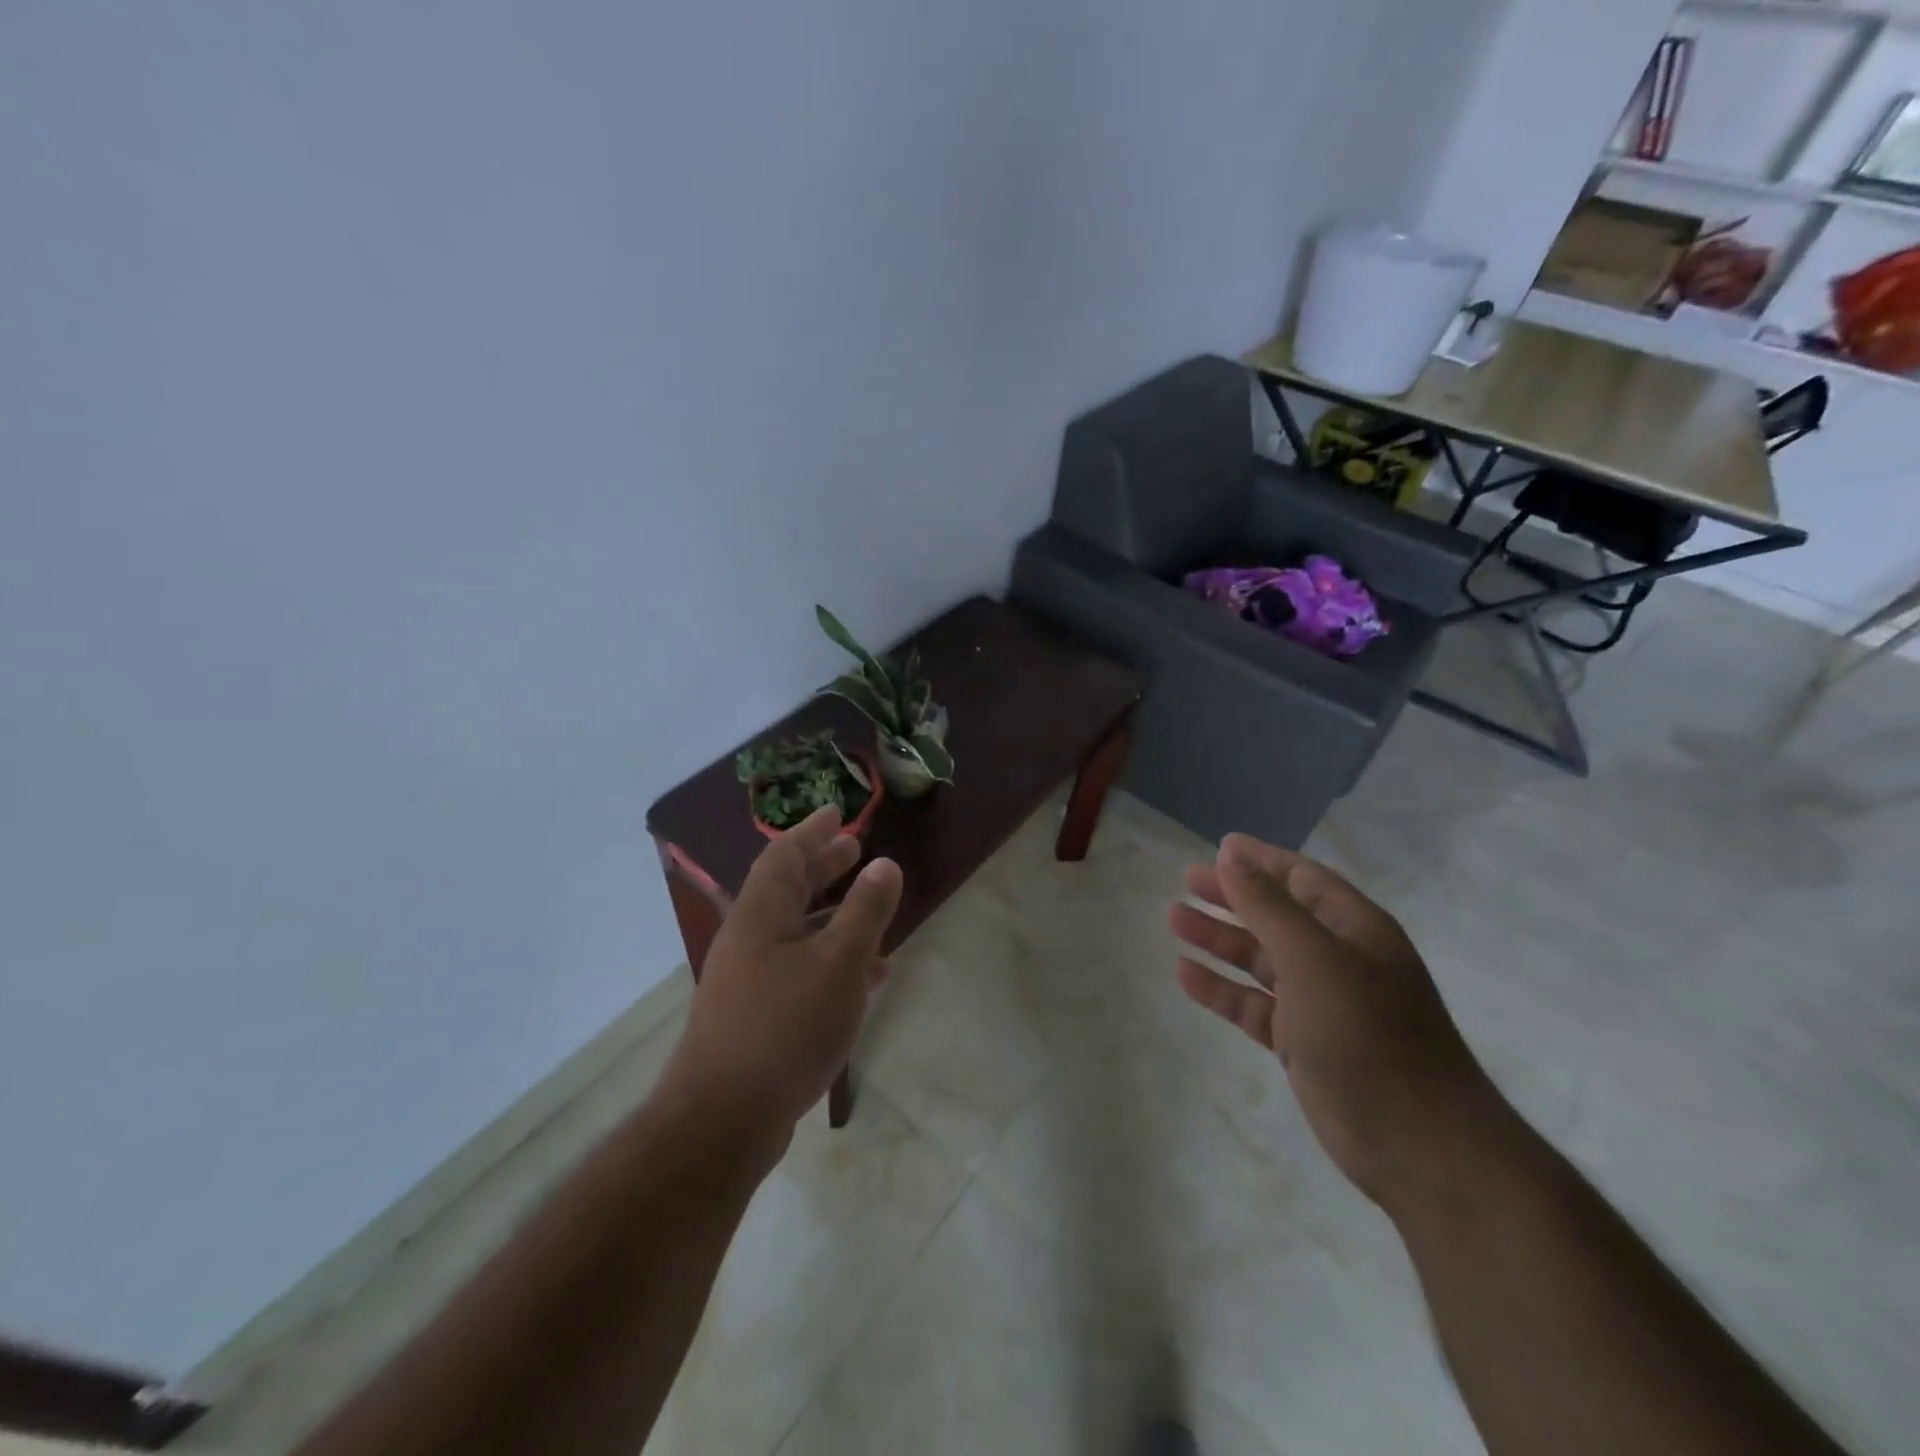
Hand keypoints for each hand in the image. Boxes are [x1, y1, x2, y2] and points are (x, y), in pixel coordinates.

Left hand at [667, 807, 902, 1143]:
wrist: (724, 1121)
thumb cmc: (785, 1026)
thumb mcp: (838, 962)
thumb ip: (865, 911)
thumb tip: (885, 864)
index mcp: (760, 916)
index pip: (784, 856)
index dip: (811, 831)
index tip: (836, 812)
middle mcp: (749, 941)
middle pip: (787, 890)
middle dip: (822, 868)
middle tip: (853, 849)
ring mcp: (749, 982)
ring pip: (797, 934)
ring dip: (833, 917)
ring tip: (872, 910)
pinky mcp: (757, 1019)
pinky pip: (800, 972)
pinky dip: (832, 963)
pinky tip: (866, 979)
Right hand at [1169, 833, 1495, 1209]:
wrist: (1417, 1144)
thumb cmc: (1367, 1033)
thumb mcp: (1313, 958)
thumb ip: (1267, 906)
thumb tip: (1231, 855)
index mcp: (1354, 929)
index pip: (1303, 878)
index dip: (1261, 860)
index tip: (1218, 847)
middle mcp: (1338, 959)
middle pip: (1275, 915)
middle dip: (1232, 897)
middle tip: (1185, 881)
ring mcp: (1320, 1003)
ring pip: (1259, 959)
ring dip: (1219, 939)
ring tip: (1174, 920)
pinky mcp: (1301, 1043)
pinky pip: (1252, 1004)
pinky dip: (1221, 989)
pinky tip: (1185, 974)